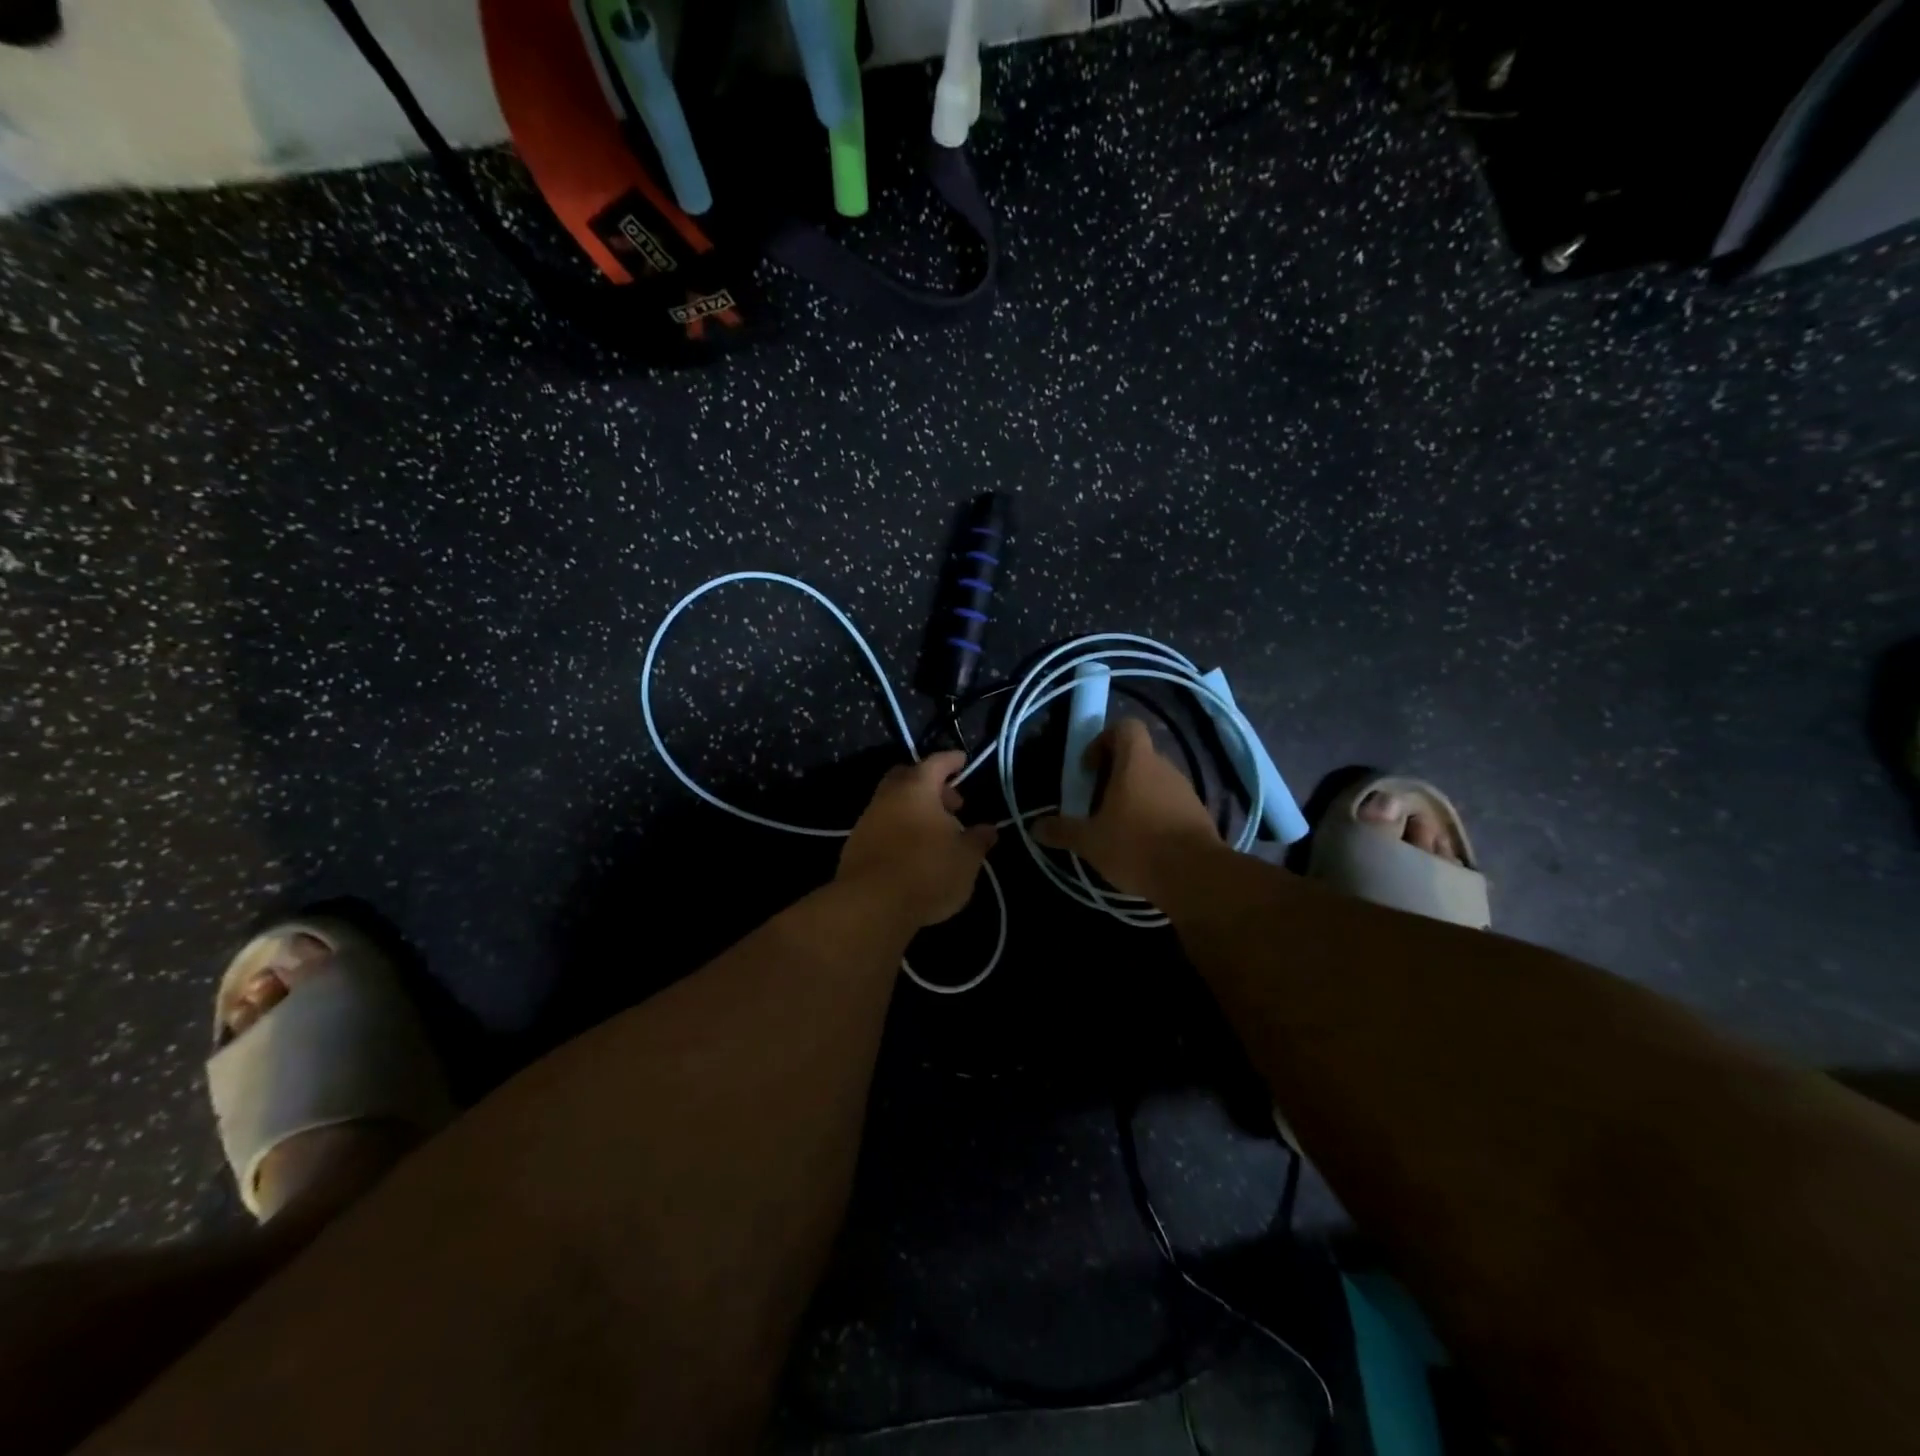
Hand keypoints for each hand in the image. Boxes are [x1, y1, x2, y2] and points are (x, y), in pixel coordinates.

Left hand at [838, 751, 998, 929]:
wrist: (871, 905)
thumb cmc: (927, 871)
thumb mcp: (966, 859)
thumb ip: (978, 840)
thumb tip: (988, 829)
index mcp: (916, 788)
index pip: (936, 763)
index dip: (952, 761)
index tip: (962, 761)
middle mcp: (887, 796)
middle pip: (908, 778)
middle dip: (930, 785)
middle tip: (950, 804)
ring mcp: (867, 821)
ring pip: (893, 803)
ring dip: (914, 810)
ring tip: (935, 834)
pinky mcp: (854, 846)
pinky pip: (882, 827)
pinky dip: (899, 830)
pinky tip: (912, 852)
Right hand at [1035, 719, 1220, 899]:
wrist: (1195, 876)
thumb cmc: (1136, 846)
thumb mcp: (1090, 842)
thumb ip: (1062, 831)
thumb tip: (1034, 827)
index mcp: (1137, 762)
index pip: (1125, 727)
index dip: (1104, 740)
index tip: (1090, 769)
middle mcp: (1165, 767)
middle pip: (1138, 756)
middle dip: (1115, 775)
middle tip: (1097, 803)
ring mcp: (1185, 791)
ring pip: (1154, 781)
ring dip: (1135, 796)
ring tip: (1118, 827)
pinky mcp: (1198, 815)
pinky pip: (1170, 804)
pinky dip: (1154, 815)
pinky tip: (1142, 844)